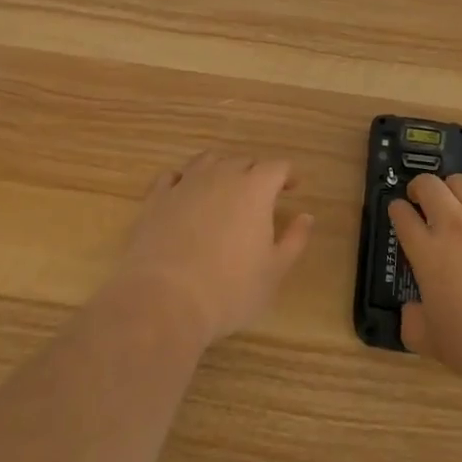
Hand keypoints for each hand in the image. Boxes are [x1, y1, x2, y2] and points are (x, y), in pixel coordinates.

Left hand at [111, 152, 313, 347]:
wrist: (164, 301)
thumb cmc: (229, 290)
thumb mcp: (274, 271)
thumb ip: (294, 240)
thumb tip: (306, 216)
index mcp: (255, 189)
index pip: (277, 167)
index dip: (287, 175)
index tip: (293, 187)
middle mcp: (221, 176)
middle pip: (243, 160)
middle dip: (256, 172)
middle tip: (261, 194)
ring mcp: (185, 184)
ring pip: (207, 161)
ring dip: (221, 169)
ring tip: (224, 188)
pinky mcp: (156, 199)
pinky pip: (173, 177)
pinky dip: (184, 180)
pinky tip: (185, 195)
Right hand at [389, 173, 461, 392]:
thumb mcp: (434, 344)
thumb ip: (414, 324)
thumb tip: (412, 310)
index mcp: (429, 252)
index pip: (403, 216)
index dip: (396, 210)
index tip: (397, 212)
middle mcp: (457, 226)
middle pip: (430, 186)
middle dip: (420, 187)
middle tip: (421, 199)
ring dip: (454, 190)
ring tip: (457, 204)